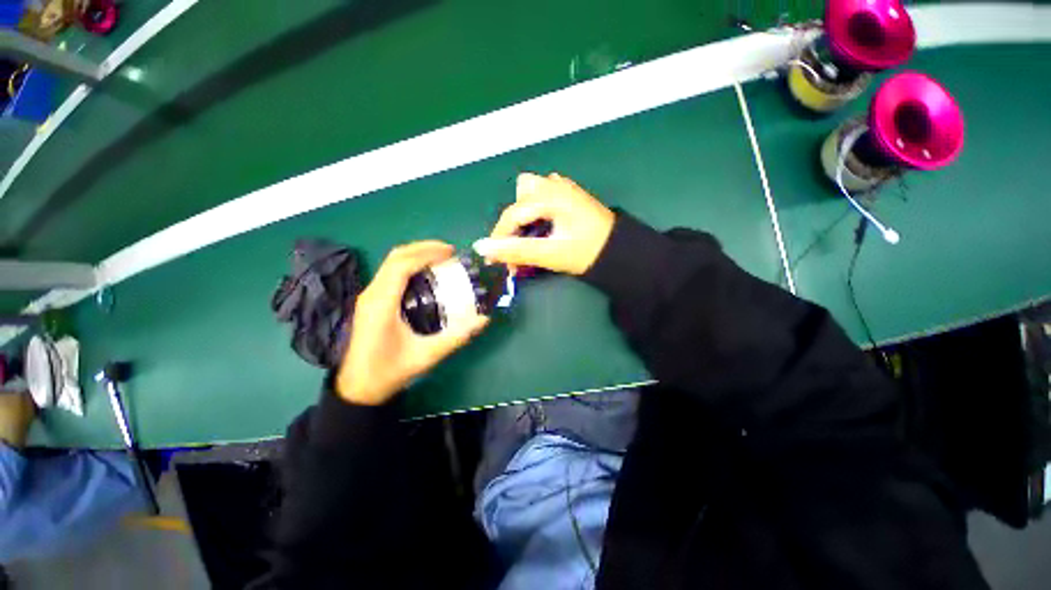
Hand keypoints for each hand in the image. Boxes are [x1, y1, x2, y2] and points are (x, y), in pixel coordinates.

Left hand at [336, 242, 489, 405]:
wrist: (358, 388)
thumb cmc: (388, 372)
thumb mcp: (426, 356)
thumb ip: (456, 337)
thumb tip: (484, 320)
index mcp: (381, 303)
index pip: (401, 265)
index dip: (427, 253)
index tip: (451, 253)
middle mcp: (372, 294)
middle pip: (395, 257)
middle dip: (423, 248)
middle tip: (450, 252)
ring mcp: (370, 296)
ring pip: (391, 263)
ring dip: (416, 255)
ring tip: (442, 259)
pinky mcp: (372, 301)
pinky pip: (391, 273)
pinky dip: (410, 266)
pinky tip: (427, 275)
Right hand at [473, 173, 615, 274]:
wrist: (621, 253)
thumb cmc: (587, 252)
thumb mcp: (550, 254)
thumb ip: (515, 250)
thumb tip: (481, 247)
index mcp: (550, 195)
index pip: (512, 214)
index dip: (500, 237)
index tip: (495, 260)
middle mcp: (554, 185)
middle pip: (519, 198)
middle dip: (513, 225)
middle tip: (517, 249)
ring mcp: (564, 188)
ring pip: (530, 194)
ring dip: (525, 216)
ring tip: (532, 239)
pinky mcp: (569, 196)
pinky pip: (543, 197)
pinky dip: (537, 213)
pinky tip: (545, 229)